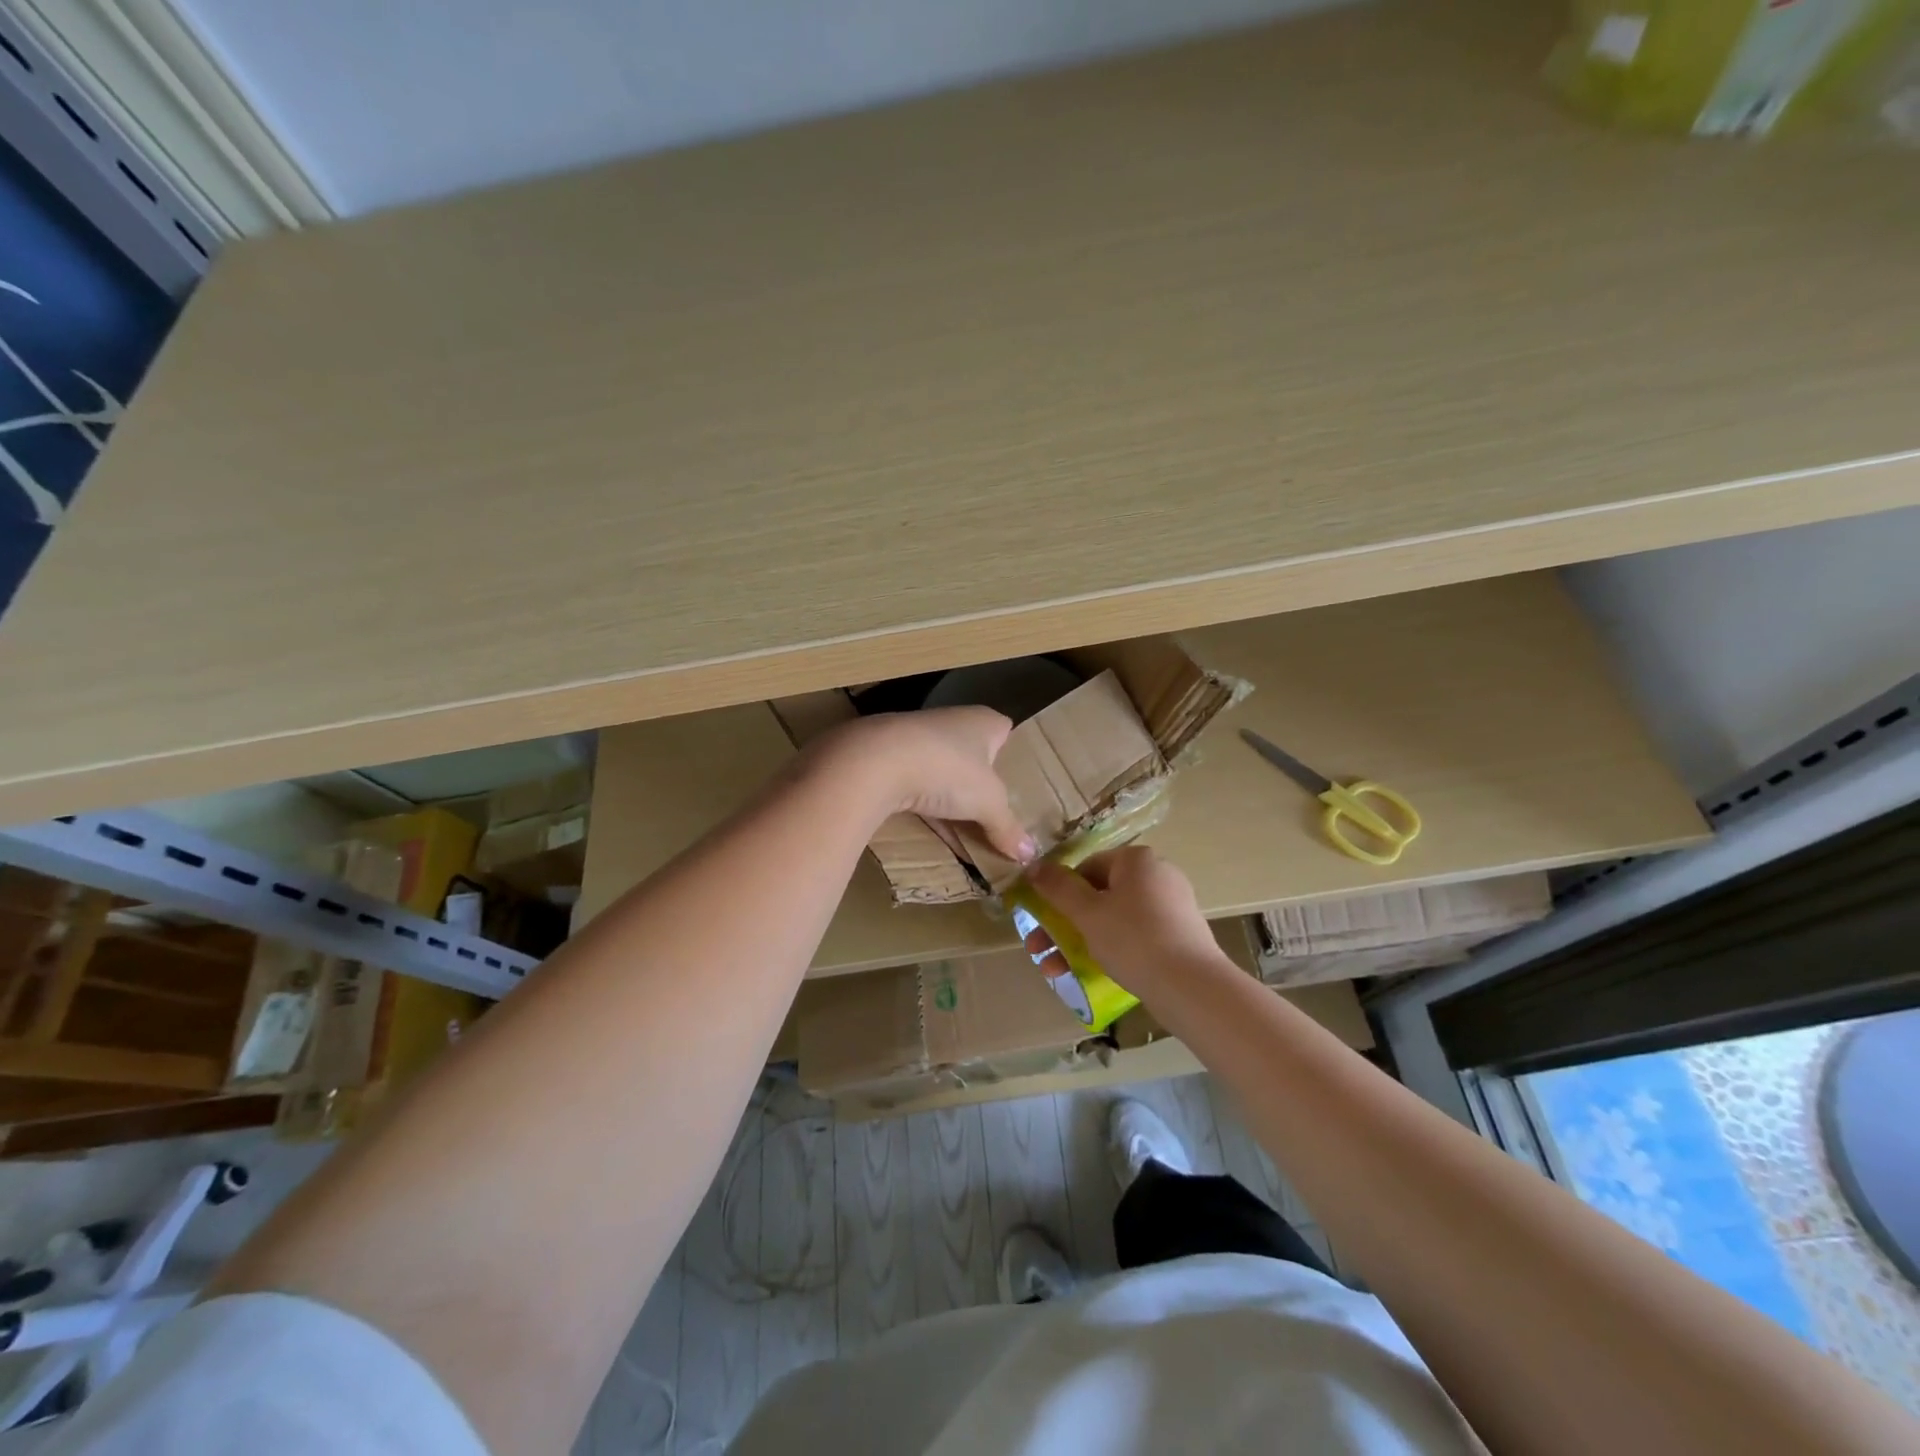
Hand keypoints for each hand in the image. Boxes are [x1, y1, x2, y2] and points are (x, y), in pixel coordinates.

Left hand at [811, 707, 1035, 862]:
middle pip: (971, 753)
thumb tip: (1030, 853)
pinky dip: (922, 805)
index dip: (1010, 753)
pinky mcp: (887, 757)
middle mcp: (950, 722)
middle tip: (990, 814)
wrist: (875, 761)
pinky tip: (927, 830)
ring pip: (940, 770)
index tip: (1013, 782)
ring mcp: (916, 738)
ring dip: (947, 796)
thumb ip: (1007, 827)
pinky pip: (914, 783)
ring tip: (960, 828)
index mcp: (982, 721)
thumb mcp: (987, 804)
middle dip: (977, 782)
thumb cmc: (947, 769)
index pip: (1004, 730)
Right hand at [1022, 847, 1226, 997]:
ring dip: (1080, 941)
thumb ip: (1057, 888)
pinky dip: (1111, 949)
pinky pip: (1135, 935)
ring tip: (1057, 971)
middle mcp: (1157, 875)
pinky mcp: (1179, 935)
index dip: (1058, 892)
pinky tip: (1091, 975)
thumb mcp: (1087, 913)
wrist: (1192, 987)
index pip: (1086, 867)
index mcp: (1137, 860)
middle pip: (1098, 895)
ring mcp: (1171, 906)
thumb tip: (1034, 866)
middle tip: (1040, 949)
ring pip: (1114, 919)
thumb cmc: (1133, 939)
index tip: (1040, 919)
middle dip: (1063, 924)